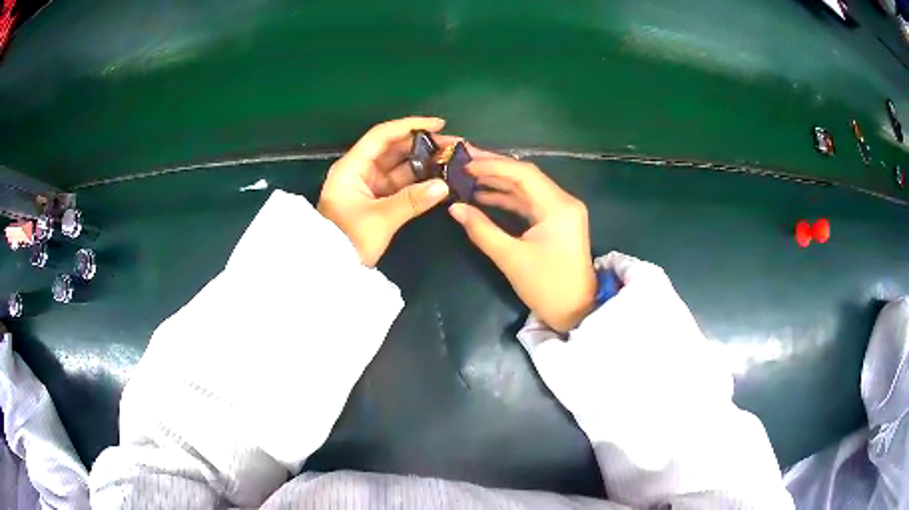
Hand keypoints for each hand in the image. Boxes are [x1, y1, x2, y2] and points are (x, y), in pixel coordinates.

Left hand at [318, 117, 452, 266]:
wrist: (330, 269)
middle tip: (453, 146)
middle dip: (422, 145)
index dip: (410, 125)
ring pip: (398, 166)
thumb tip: (444, 185)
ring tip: (450, 161)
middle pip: (392, 149)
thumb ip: (412, 201)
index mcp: (352, 167)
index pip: (382, 135)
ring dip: (422, 162)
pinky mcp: (375, 200)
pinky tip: (438, 178)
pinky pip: (399, 184)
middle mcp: (359, 170)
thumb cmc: (348, 241)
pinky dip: (417, 181)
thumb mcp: (380, 220)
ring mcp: (367, 185)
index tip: (439, 124)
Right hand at [449, 153, 595, 331]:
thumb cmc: (546, 287)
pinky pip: (530, 203)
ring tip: (468, 177)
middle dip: (494, 168)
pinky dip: (508, 199)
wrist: (576, 313)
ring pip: (527, 188)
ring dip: (499, 183)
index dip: (492, 165)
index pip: (523, 174)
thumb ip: (481, 229)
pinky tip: (484, 197)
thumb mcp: (511, 258)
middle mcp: (563, 201)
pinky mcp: (557, 222)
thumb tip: (454, 208)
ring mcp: (562, 211)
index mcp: (558, 206)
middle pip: (526, 176)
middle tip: (464, 161)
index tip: (465, 164)